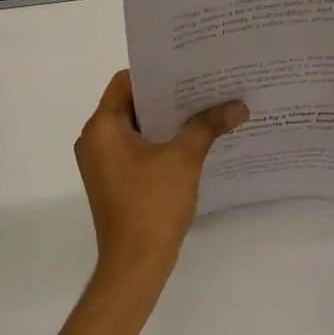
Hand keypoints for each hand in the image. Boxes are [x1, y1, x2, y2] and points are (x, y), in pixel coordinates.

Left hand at [74, 70, 247, 288]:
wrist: (135, 265)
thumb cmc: (152, 204)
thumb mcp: (184, 159)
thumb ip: (208, 125)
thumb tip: (239, 105)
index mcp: (102, 127)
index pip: (125, 82)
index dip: (156, 73)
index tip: (187, 68)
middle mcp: (94, 139)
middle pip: (131, 103)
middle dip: (167, 96)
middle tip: (203, 86)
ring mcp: (102, 162)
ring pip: (134, 126)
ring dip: (165, 119)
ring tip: (203, 109)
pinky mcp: (112, 179)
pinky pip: (135, 147)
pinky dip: (159, 141)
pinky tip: (191, 140)